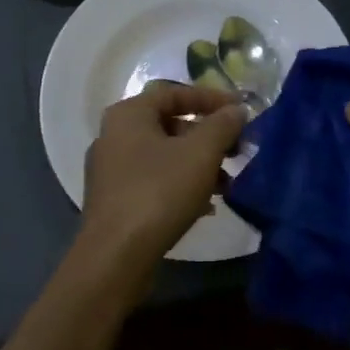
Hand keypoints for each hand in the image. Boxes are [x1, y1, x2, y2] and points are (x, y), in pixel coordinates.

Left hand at [81, 82, 248, 267]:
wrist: (116, 256)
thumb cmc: (159, 192)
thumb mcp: (200, 153)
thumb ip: (222, 125)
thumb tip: (237, 110)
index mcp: (128, 114)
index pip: (174, 93)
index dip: (211, 99)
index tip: (240, 110)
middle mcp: (113, 135)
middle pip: (169, 125)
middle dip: (207, 137)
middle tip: (236, 150)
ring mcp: (110, 170)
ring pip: (163, 156)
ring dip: (197, 164)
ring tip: (226, 184)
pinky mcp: (114, 200)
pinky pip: (153, 181)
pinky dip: (180, 184)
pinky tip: (205, 206)